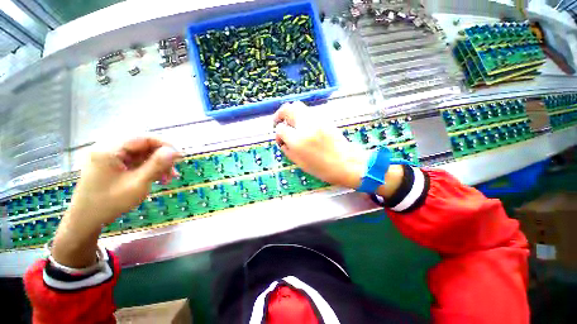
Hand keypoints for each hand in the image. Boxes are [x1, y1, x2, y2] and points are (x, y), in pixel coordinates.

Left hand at [70, 137, 180, 226]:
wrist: (86, 220)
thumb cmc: (109, 203)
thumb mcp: (137, 184)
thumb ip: (156, 165)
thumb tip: (175, 151)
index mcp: (110, 149)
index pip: (143, 138)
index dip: (165, 144)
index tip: (180, 156)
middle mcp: (109, 148)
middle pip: (143, 145)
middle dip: (162, 158)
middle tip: (173, 172)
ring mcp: (110, 156)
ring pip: (142, 154)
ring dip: (157, 164)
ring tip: (168, 178)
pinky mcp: (113, 164)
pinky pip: (136, 161)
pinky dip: (149, 168)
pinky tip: (157, 178)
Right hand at [273, 102, 369, 188]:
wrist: (346, 163)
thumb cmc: (322, 168)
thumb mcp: (299, 163)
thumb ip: (287, 149)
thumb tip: (281, 140)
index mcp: (298, 141)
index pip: (281, 129)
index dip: (278, 134)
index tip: (280, 139)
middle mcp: (306, 126)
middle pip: (287, 108)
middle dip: (280, 114)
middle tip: (279, 122)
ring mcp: (316, 120)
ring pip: (298, 106)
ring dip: (291, 113)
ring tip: (291, 123)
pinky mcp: (324, 118)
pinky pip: (308, 111)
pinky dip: (302, 115)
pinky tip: (304, 126)